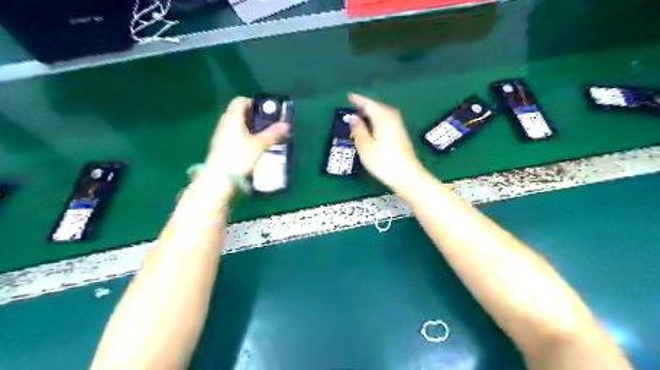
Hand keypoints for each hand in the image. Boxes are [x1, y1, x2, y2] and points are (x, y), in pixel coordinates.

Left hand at [206, 97, 288, 177]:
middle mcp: (225, 125)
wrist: (219, 181)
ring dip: (253, 131)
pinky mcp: (223, 150)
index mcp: (231, 118)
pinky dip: (247, 140)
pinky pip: (237, 139)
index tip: (268, 112)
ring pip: (239, 128)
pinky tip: (257, 150)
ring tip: (266, 139)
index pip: (240, 101)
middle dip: (256, 118)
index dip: (255, 103)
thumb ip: (273, 134)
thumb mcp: (259, 145)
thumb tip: (286, 125)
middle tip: (270, 126)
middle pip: (240, 114)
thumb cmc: (238, 158)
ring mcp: (222, 138)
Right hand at [348, 92, 424, 189]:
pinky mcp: (399, 134)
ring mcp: (397, 125)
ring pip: (381, 114)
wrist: (407, 176)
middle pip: (376, 107)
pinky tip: (371, 127)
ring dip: (370, 113)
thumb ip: (358, 130)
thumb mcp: (365, 146)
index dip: (357, 100)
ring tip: (358, 116)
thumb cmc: (384, 162)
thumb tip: (353, 117)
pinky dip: (375, 120)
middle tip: (351, 106)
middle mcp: (392, 117)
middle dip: (363, 106)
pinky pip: (384, 120)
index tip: (348, 96)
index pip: (368, 103)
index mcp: (383, 117)